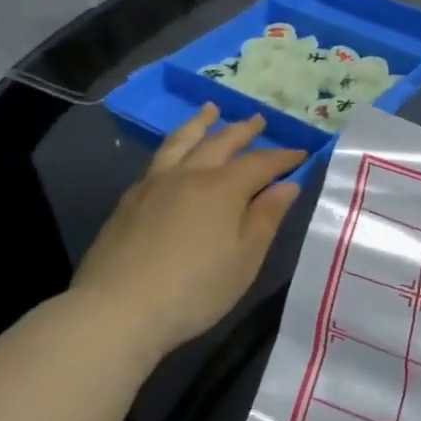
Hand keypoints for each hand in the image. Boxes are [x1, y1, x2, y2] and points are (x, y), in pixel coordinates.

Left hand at [70, 105, 303, 355]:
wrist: (118, 310)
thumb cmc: (196, 289)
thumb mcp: (245, 257)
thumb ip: (267, 217)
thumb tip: (287, 185)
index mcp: (223, 188)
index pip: (261, 162)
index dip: (284, 157)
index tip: (302, 153)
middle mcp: (189, 175)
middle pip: (220, 142)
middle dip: (243, 130)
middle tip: (258, 119)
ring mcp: (154, 185)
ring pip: (181, 142)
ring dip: (200, 124)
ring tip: (210, 110)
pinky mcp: (129, 201)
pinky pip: (158, 160)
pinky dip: (174, 147)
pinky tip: (174, 155)